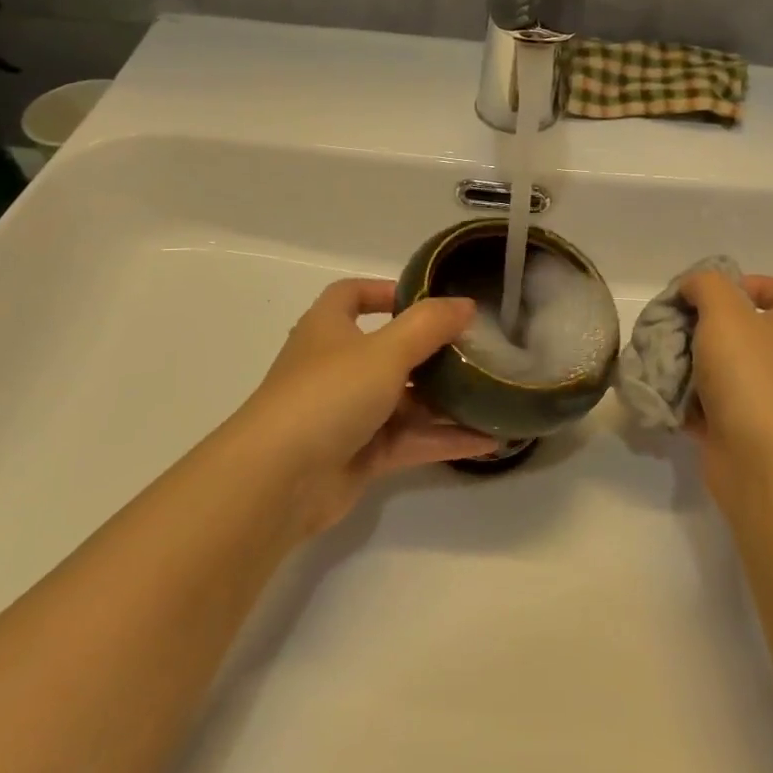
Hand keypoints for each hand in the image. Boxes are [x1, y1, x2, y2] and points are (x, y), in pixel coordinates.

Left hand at [229, 279, 499, 535]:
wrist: (278, 481)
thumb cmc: (328, 394)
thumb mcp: (386, 350)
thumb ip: (429, 325)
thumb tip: (466, 304)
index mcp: (328, 328)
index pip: (351, 295)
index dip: (384, 290)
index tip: (428, 298)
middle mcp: (336, 367)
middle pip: (389, 350)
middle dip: (432, 352)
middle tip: (477, 351)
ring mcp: (348, 414)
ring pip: (405, 400)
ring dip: (446, 400)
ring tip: (494, 396)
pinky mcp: (360, 456)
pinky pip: (410, 440)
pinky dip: (443, 439)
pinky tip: (487, 441)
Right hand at [679, 272, 772, 501]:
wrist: (761, 461)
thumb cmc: (750, 375)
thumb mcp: (725, 311)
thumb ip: (705, 286)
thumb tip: (691, 288)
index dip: (756, 285)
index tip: (716, 293)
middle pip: (741, 330)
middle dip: (702, 324)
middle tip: (671, 324)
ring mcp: (759, 398)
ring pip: (717, 367)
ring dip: (685, 361)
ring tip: (657, 357)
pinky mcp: (734, 428)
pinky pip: (703, 404)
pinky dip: (680, 399)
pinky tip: (659, 390)